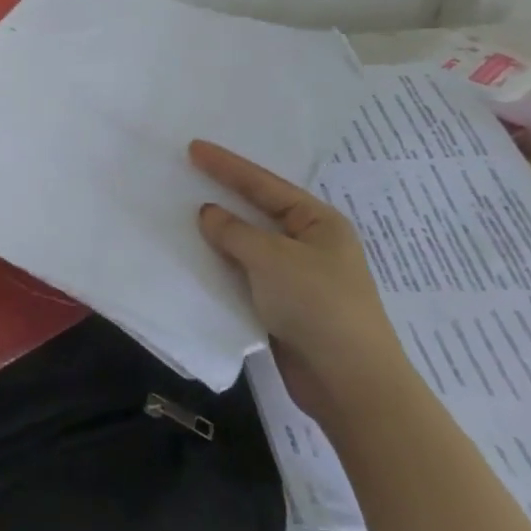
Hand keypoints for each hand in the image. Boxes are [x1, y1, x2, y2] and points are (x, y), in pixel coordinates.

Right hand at [188, 141, 410, 424]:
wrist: (348, 382)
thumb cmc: (317, 305)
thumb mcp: (271, 258)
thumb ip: (234, 231)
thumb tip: (208, 213)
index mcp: (318, 223)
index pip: (264, 184)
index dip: (227, 166)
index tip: (193, 148)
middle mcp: (309, 244)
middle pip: (258, 211)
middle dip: (223, 195)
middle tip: (187, 174)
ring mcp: (296, 277)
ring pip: (248, 244)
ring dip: (219, 233)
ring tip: (182, 213)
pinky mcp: (282, 306)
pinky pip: (244, 274)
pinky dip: (222, 265)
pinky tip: (196, 258)